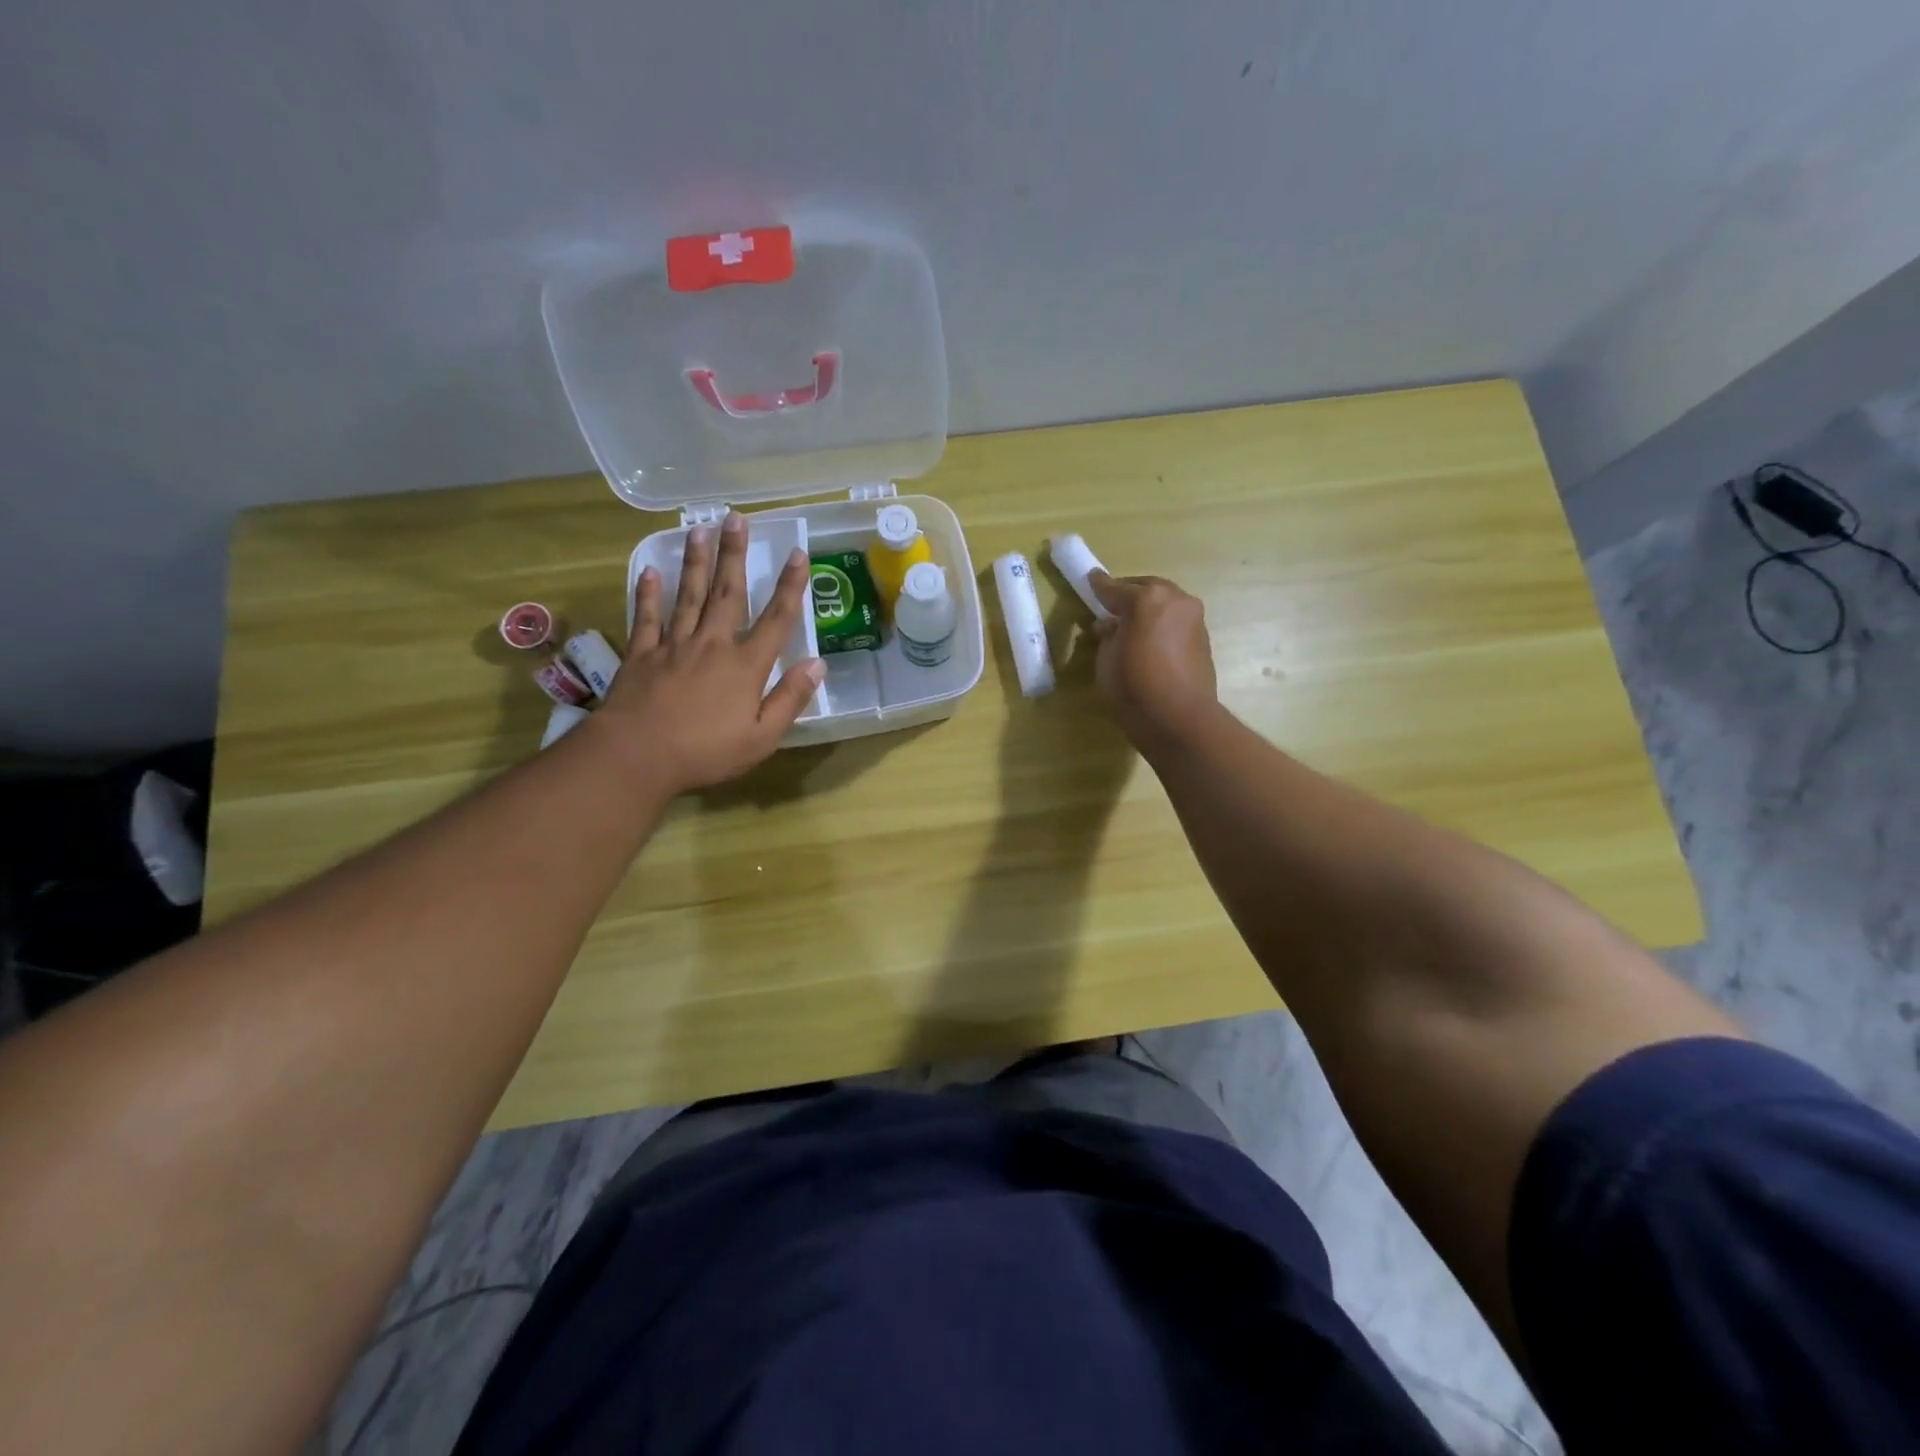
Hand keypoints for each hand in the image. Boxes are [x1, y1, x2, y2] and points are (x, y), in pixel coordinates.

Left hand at [595, 511, 823, 794]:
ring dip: (695, 561)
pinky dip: (648, 593)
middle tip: (736, 518)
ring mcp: (673, 645)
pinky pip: (646, 617)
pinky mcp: (642, 654)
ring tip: (699, 529)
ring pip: (688, 595)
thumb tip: (818, 663)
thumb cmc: (706, 752)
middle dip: (734, 554)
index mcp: (746, 665)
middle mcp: (712, 644)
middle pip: (727, 592)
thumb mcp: (763, 736)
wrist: (637, 755)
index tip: (798, 553)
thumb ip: (790, 698)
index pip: (776, 618)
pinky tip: (650, 571)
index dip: (790, 585)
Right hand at [1088, 570, 1218, 755]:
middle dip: (1127, 594)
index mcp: (1146, 599)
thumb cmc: (1134, 688)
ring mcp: (1193, 617)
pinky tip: (1150, 639)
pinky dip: (1161, 623)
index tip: (1090, 579)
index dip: (1099, 586)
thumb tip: (1111, 625)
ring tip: (1131, 625)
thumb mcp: (1106, 660)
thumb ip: (1108, 635)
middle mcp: (1175, 599)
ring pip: (1164, 602)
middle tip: (1110, 606)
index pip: (1115, 588)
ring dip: (1148, 609)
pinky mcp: (1203, 636)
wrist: (1180, 719)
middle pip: (1146, 588)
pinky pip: (1176, 620)